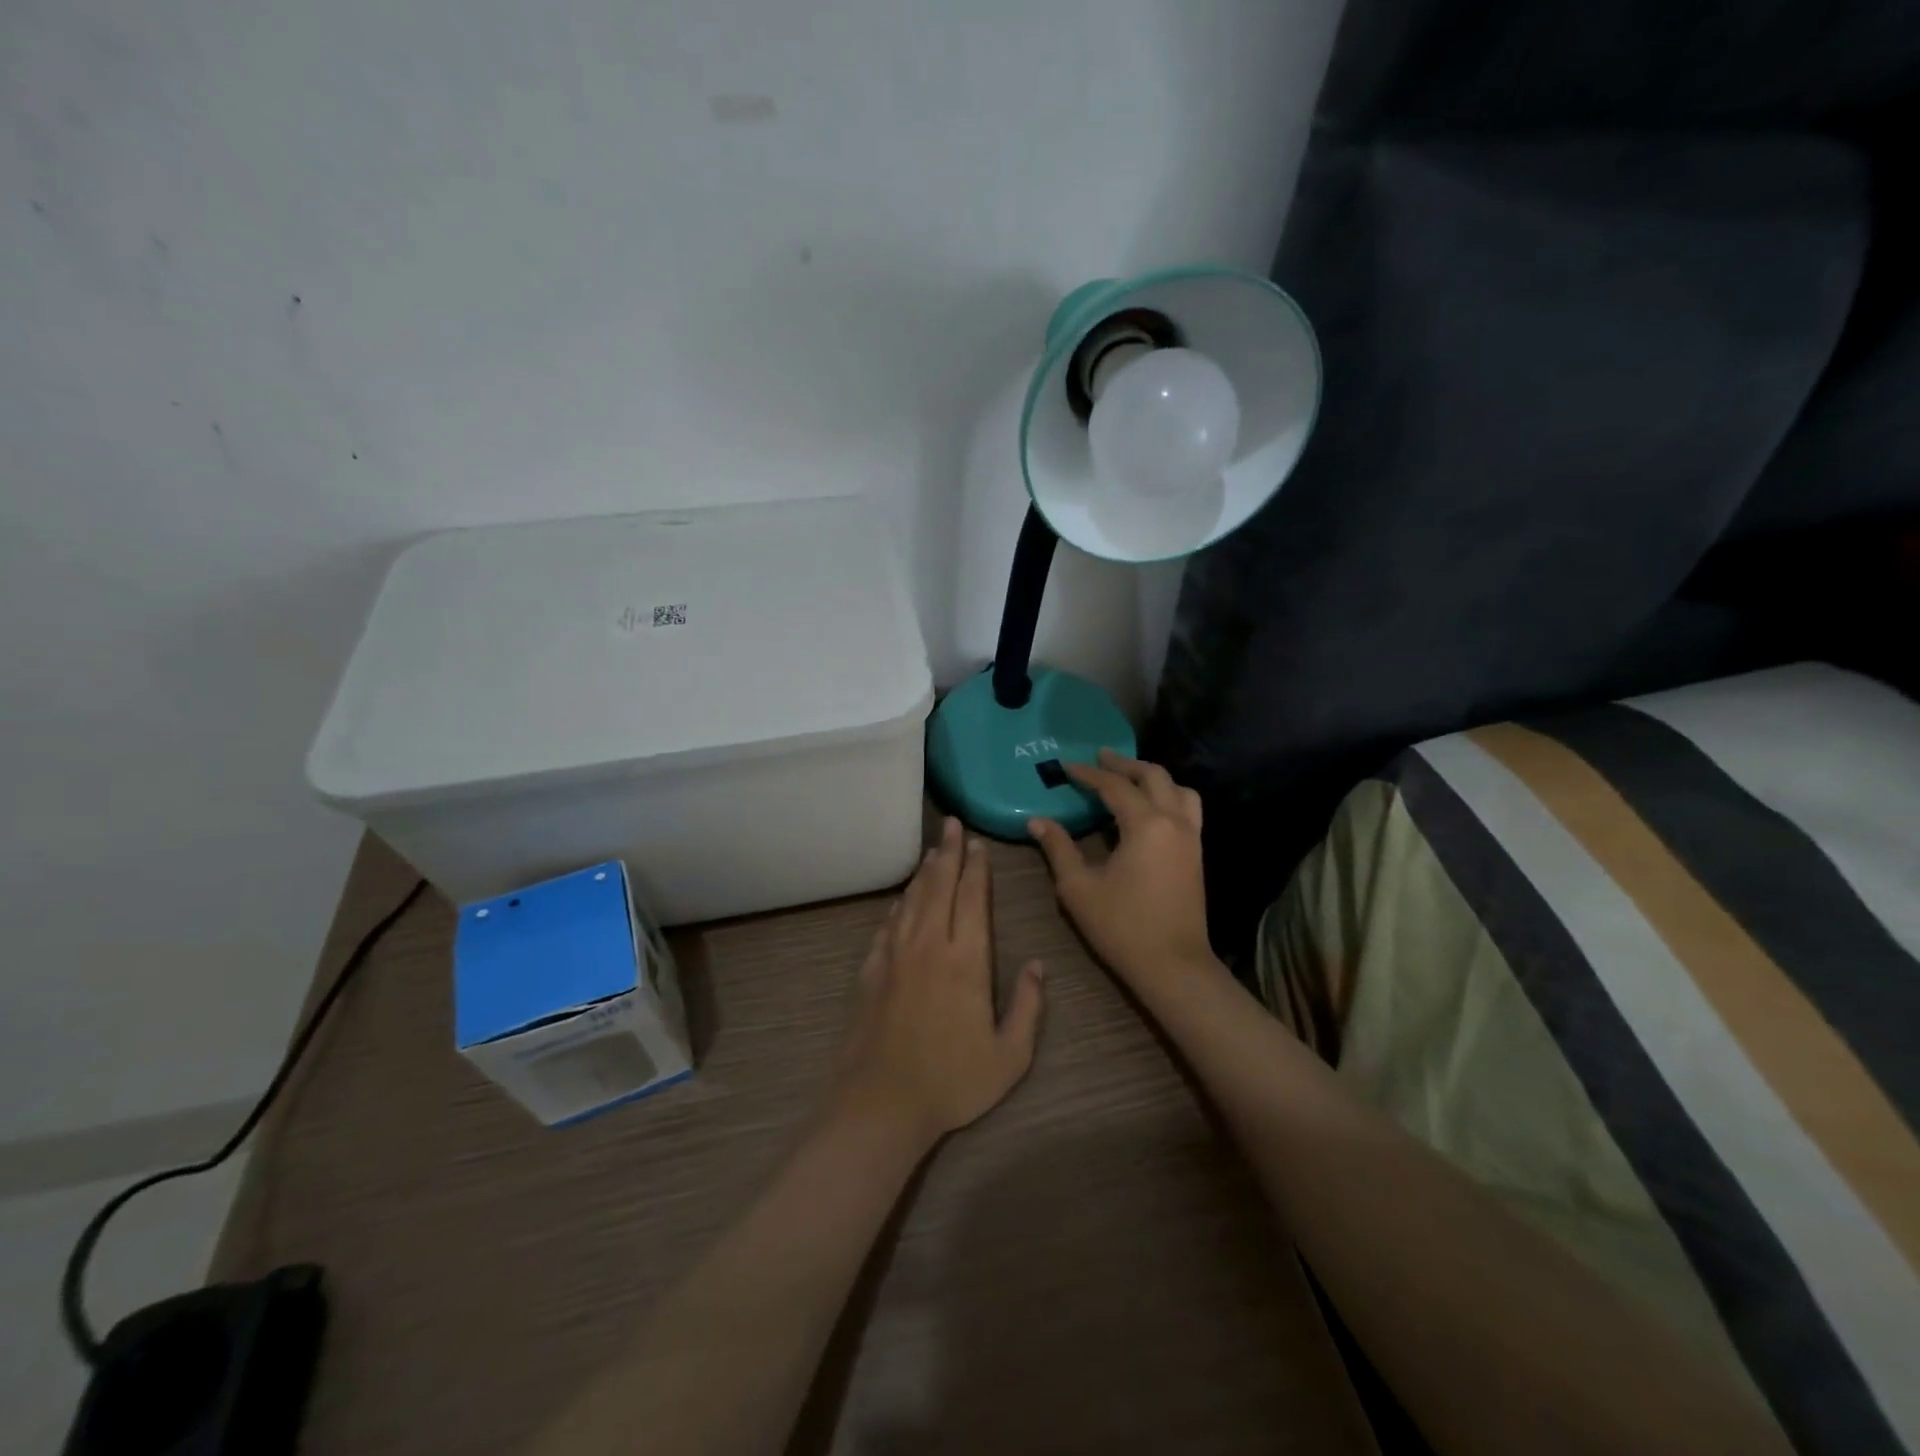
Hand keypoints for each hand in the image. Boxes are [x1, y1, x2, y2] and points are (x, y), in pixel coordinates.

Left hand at [835, 817, 1044, 1149]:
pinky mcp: (871, 969)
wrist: (881, 1102)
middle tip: (952, 824)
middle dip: (948, 851)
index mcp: (966, 959)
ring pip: (912, 898)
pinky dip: (900, 903)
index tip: (978, 843)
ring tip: (933, 850)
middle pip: (939, 885)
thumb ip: (1029, 1006)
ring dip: (924, 871)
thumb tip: (1039, 965)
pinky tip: (903, 899)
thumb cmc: (952, 1081)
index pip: (973, 898)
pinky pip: (888, 923)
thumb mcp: (1010, 1056)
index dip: (977, 867)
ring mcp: (895, 954)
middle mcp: (929, 944)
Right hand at [1027, 750, 1215, 989]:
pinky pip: (1187, 808)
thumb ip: (1058, 848)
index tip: (1065, 766)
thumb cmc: (1122, 927)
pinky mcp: (1197, 853)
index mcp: (1145, 825)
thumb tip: (1037, 821)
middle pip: (1153, 776)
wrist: (1174, 966)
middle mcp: (1174, 821)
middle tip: (1100, 757)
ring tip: (1129, 777)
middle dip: (1124, 764)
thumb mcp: (1078, 888)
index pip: (1114, 786)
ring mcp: (1191, 837)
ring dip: (1152, 776)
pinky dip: (1168, 795)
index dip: (1088, 773)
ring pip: (1178, 789)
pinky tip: (1150, 807)